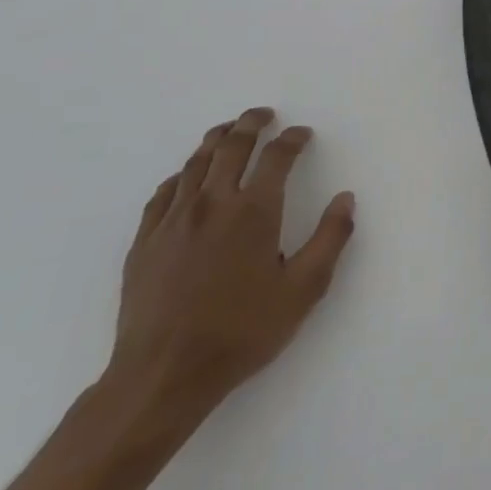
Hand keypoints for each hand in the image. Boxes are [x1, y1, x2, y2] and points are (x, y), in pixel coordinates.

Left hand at [106, 108, 355, 418]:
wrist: (163, 375)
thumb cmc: (242, 331)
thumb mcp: (304, 290)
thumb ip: (330, 239)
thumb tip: (345, 198)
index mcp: (254, 211)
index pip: (276, 157)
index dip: (292, 139)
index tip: (302, 134)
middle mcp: (212, 204)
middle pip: (231, 147)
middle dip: (250, 124)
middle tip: (263, 114)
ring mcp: (173, 221)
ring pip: (194, 164)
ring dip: (215, 141)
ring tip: (227, 131)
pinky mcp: (145, 242)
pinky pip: (163, 193)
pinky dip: (181, 175)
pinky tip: (185, 178)